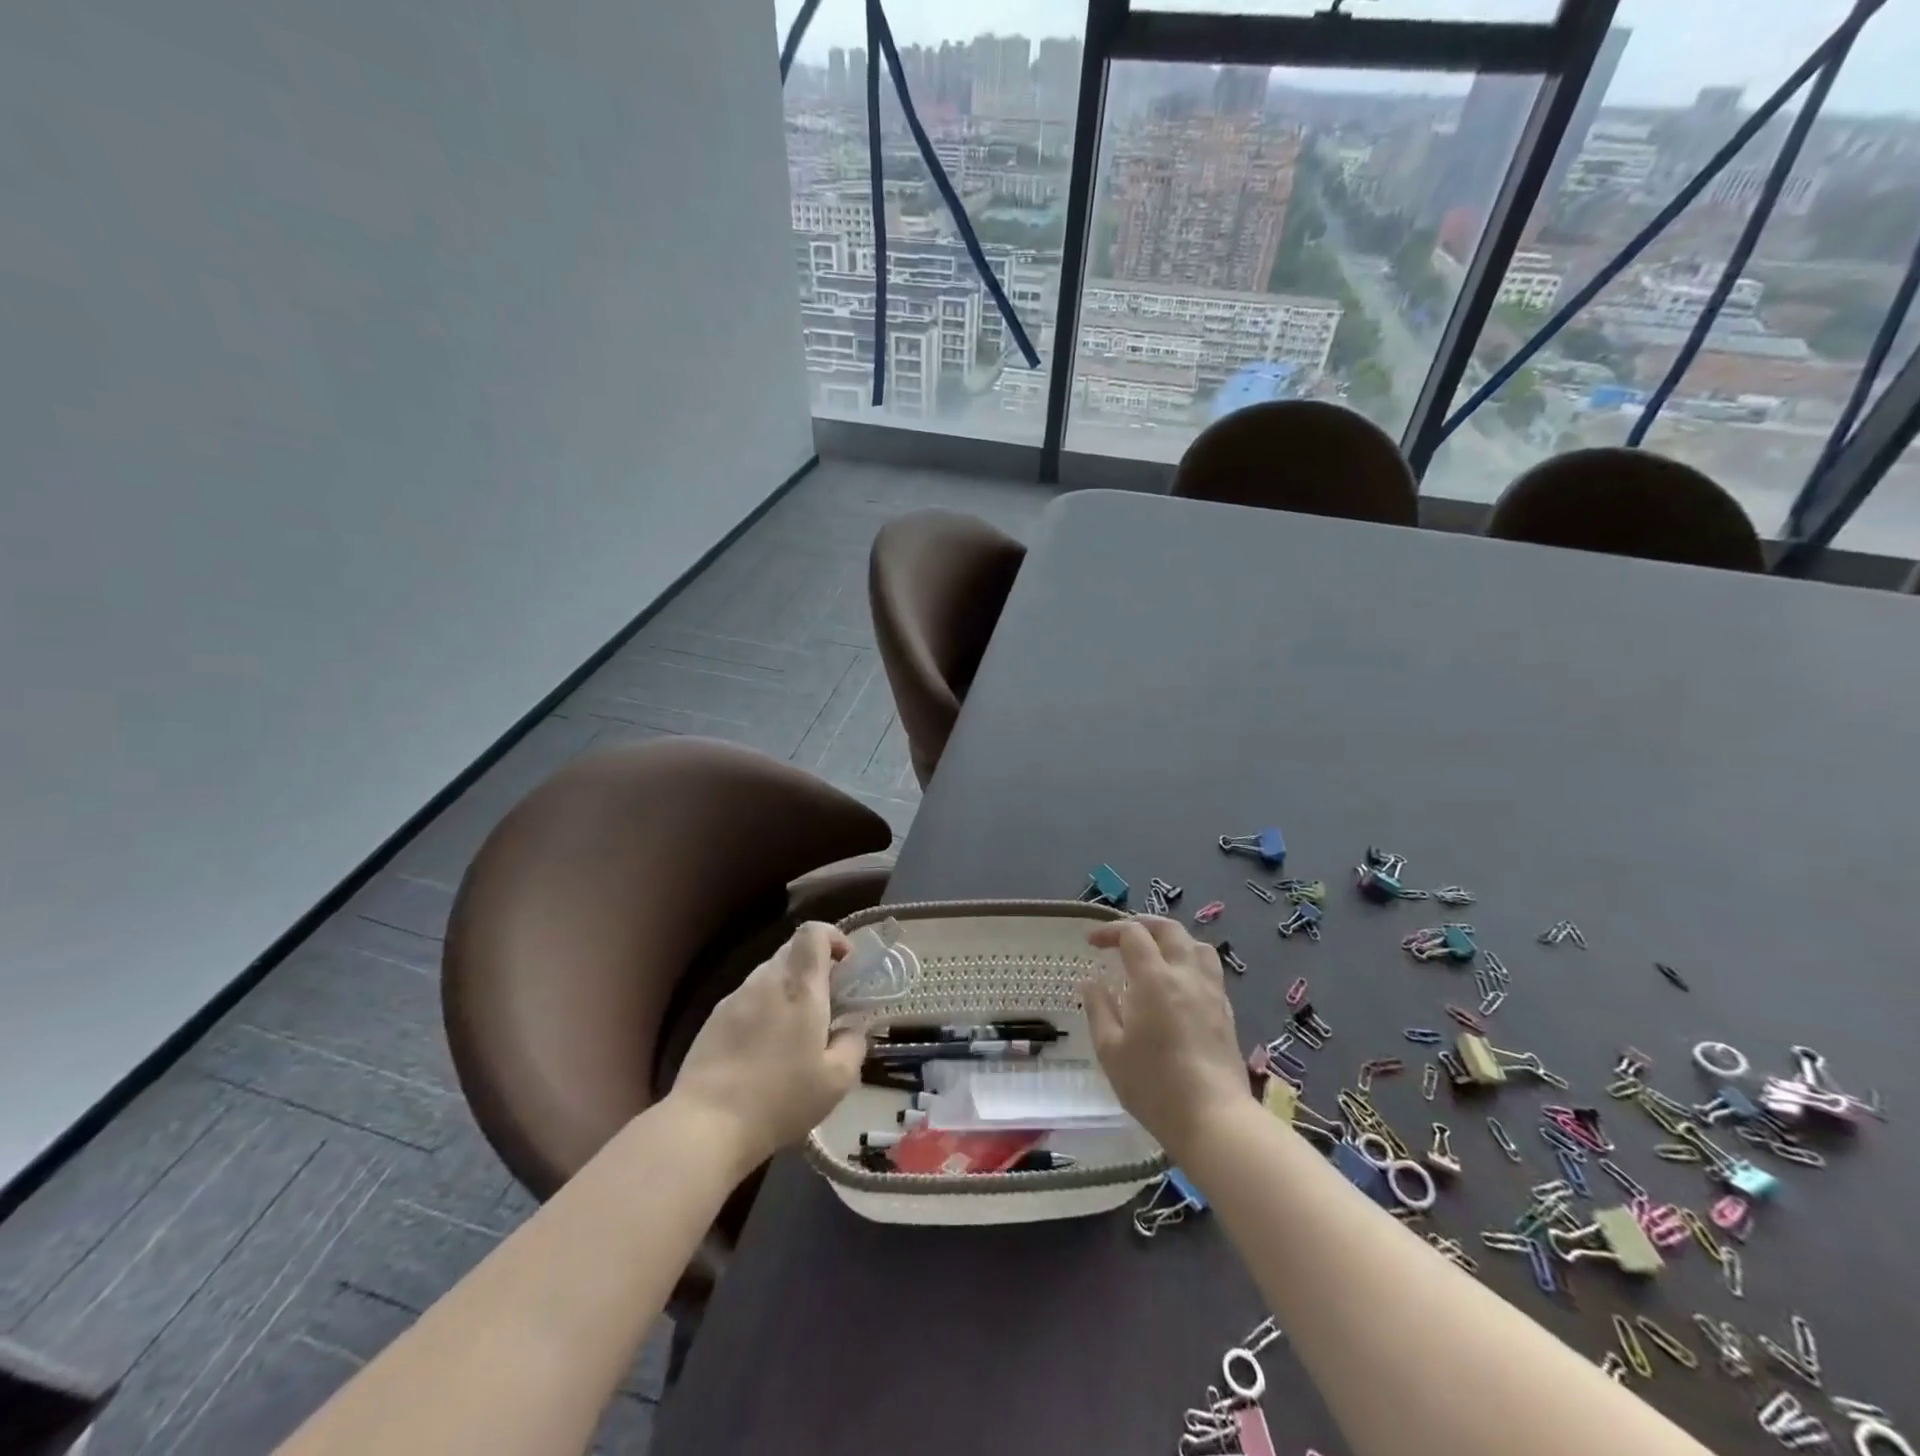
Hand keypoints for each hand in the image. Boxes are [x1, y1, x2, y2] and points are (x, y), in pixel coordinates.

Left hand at [670, 922, 867, 1173]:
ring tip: (795, 1032)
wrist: (706, 1124)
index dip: (833, 937)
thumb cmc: (780, 1099)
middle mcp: (767, 980)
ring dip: (788, 990)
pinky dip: (764, 1010)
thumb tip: (851, 1029)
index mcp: (800, 987)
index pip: (814, 932)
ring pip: (769, 976)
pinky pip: (748, 999)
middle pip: (792, 950)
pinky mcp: (714, 1018)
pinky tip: (763, 1050)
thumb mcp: (836, 1081)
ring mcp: (736, 997)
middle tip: (827, 1004)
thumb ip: (854, 1045)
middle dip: (814, 967)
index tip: (846, 965)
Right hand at [1080, 918, 1249, 1159]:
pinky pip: (1210, 970)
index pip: (1133, 934)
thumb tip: (1091, 982)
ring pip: (1197, 946)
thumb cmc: (1154, 1085)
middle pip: (1169, 930)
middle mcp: (1186, 975)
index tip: (1092, 943)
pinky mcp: (1227, 1012)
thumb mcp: (1110, 1050)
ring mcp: (1212, 992)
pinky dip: (1190, 962)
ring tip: (1156, 954)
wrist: (1214, 1119)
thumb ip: (1099, 1009)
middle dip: (1143, 925)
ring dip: (1173, 940)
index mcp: (1155, 979)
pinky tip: (1179, 985)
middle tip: (1122, 937)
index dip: (1110, 931)